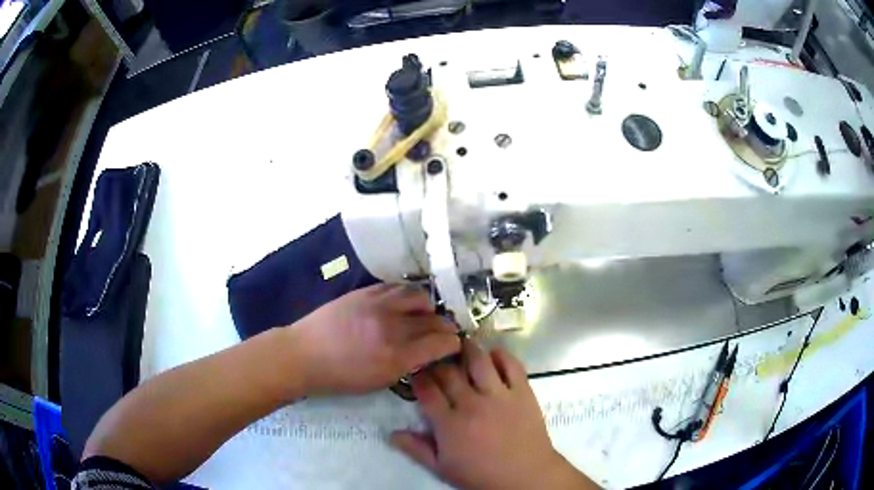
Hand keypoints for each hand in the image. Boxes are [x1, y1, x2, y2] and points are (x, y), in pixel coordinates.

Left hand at [291, 284, 460, 394]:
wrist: (304, 354)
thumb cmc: (340, 377)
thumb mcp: (379, 382)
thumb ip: (407, 366)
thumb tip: (427, 353)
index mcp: (396, 357)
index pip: (440, 343)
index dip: (453, 343)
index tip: (454, 345)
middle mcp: (392, 327)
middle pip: (433, 320)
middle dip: (445, 326)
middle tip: (445, 331)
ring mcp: (378, 305)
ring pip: (418, 296)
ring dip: (428, 306)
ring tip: (425, 313)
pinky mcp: (365, 292)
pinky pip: (396, 287)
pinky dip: (406, 295)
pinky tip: (404, 303)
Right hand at [391, 341, 597, 489]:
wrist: (525, 476)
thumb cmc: (481, 474)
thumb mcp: (442, 468)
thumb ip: (417, 449)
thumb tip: (392, 433)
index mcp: (449, 423)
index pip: (427, 391)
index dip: (419, 377)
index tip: (417, 371)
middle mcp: (471, 403)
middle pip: (449, 372)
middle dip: (438, 362)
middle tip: (435, 357)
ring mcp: (498, 395)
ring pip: (478, 361)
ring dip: (467, 349)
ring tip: (461, 343)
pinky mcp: (522, 391)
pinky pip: (511, 365)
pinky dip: (501, 355)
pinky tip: (493, 354)